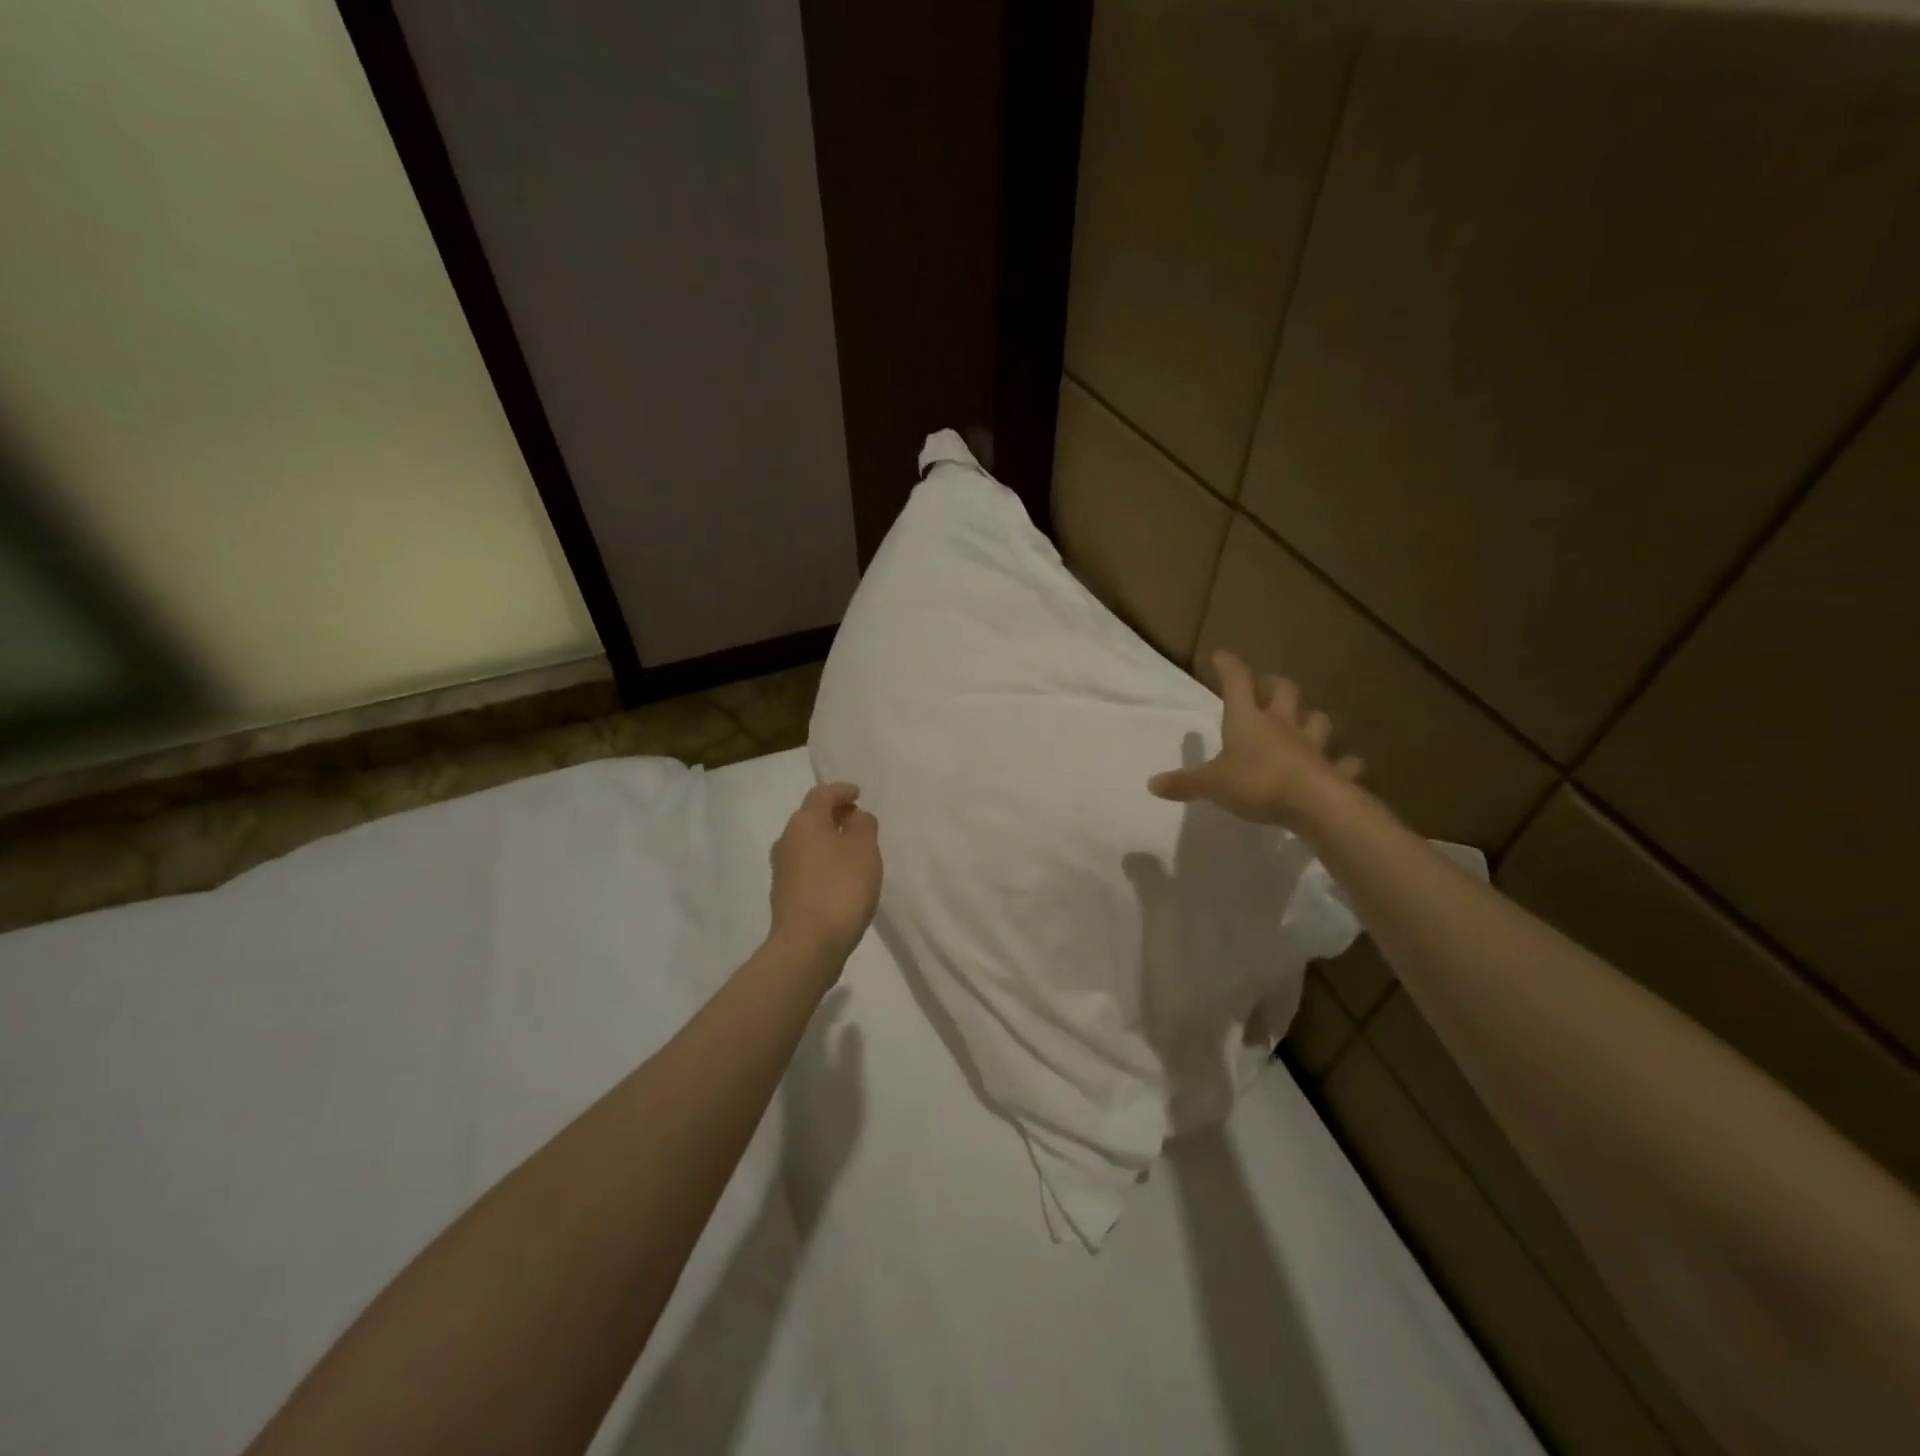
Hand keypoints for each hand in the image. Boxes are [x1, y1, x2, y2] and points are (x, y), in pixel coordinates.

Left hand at [769, 782, 882, 968]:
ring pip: (808, 843)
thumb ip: (863, 825)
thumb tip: (855, 817)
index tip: (858, 794)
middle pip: (811, 818)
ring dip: (829, 841)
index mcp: (804, 822)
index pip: (822, 794)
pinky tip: (841, 877)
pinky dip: (824, 863)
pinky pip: (807, 866)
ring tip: (854, 851)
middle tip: (858, 820)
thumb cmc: (840, 888)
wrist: (807, 945)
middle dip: (835, 816)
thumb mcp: (864, 849)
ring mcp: (782, 870)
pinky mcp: (785, 895)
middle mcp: (787, 840)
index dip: (841, 791)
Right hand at [1148, 650, 1364, 830]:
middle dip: (1275, 685)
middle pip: (1284, 692)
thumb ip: (1184, 783)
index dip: (1229, 667)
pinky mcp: (1333, 771)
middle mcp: (1281, 725)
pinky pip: (1343, 763)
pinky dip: (1345, 764)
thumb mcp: (1211, 784)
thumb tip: (1152, 784)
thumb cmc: (1256, 782)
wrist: (1312, 803)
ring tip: (1307, 722)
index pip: (1237, 682)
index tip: (1222, 655)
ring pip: (1317, 721)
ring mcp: (1312, 746)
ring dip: (1312, 719)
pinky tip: (1347, 765)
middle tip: (1268, 684)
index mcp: (1247, 720)